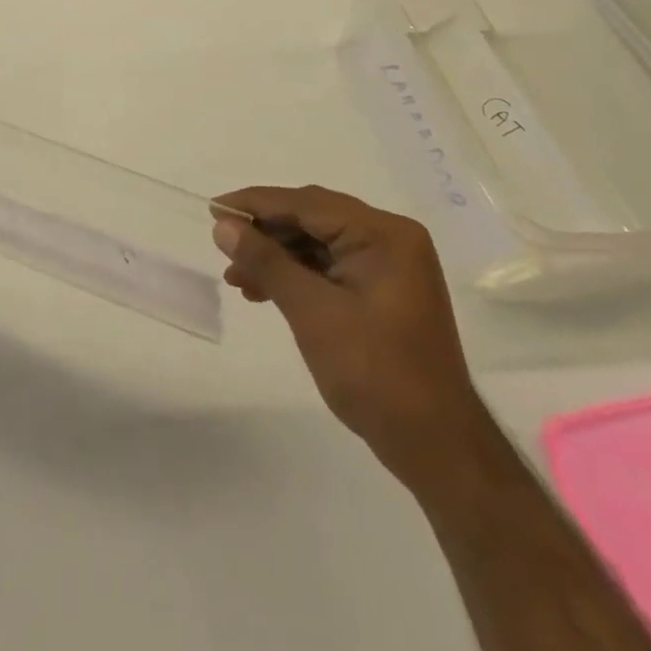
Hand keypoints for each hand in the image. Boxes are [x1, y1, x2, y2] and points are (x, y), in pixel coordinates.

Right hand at [212, 186, 492, 490]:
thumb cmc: (375, 373)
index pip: (307, 204)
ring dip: (276, 256)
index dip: (256, 204)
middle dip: (264, 231)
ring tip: (236, 277)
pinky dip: (296, 275)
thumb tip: (223, 225)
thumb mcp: (312, 312)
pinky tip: (263, 291)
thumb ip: (266, 261)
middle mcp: (390, 239)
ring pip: (317, 243)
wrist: (436, 447)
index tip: (214, 207)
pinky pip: (329, 266)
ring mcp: (389, 266)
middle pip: (312, 218)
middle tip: (222, 241)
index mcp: (383, 234)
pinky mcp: (382, 290)